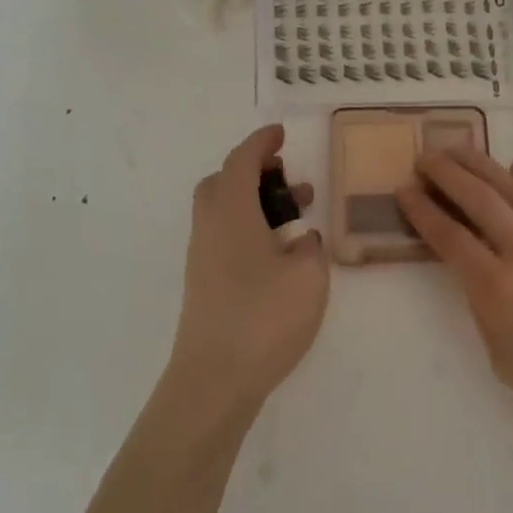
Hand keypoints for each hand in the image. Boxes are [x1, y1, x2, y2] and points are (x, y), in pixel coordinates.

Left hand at [168, 124, 330, 409]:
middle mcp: (210, 228)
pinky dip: (249, 229)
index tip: (280, 133)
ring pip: (223, 212)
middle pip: (222, 183)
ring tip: (296, 216)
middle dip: (253, 172)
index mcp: (232, 213)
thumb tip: (301, 240)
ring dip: (254, 202)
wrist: (214, 379)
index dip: (261, 143)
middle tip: (287, 178)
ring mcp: (202, 257)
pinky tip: (279, 254)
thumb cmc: (264, 318)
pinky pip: (224, 237)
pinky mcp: (204, 284)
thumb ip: (310, 249)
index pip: (242, 162)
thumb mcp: (308, 277)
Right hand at [395, 146, 512, 468]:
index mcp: (496, 289)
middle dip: (447, 173)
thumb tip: (480, 274)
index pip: (449, 237)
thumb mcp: (503, 359)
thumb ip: (484, 309)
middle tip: (426, 156)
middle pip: (479, 200)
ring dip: (484, 166)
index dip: (422, 210)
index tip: (404, 189)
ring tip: (461, 149)